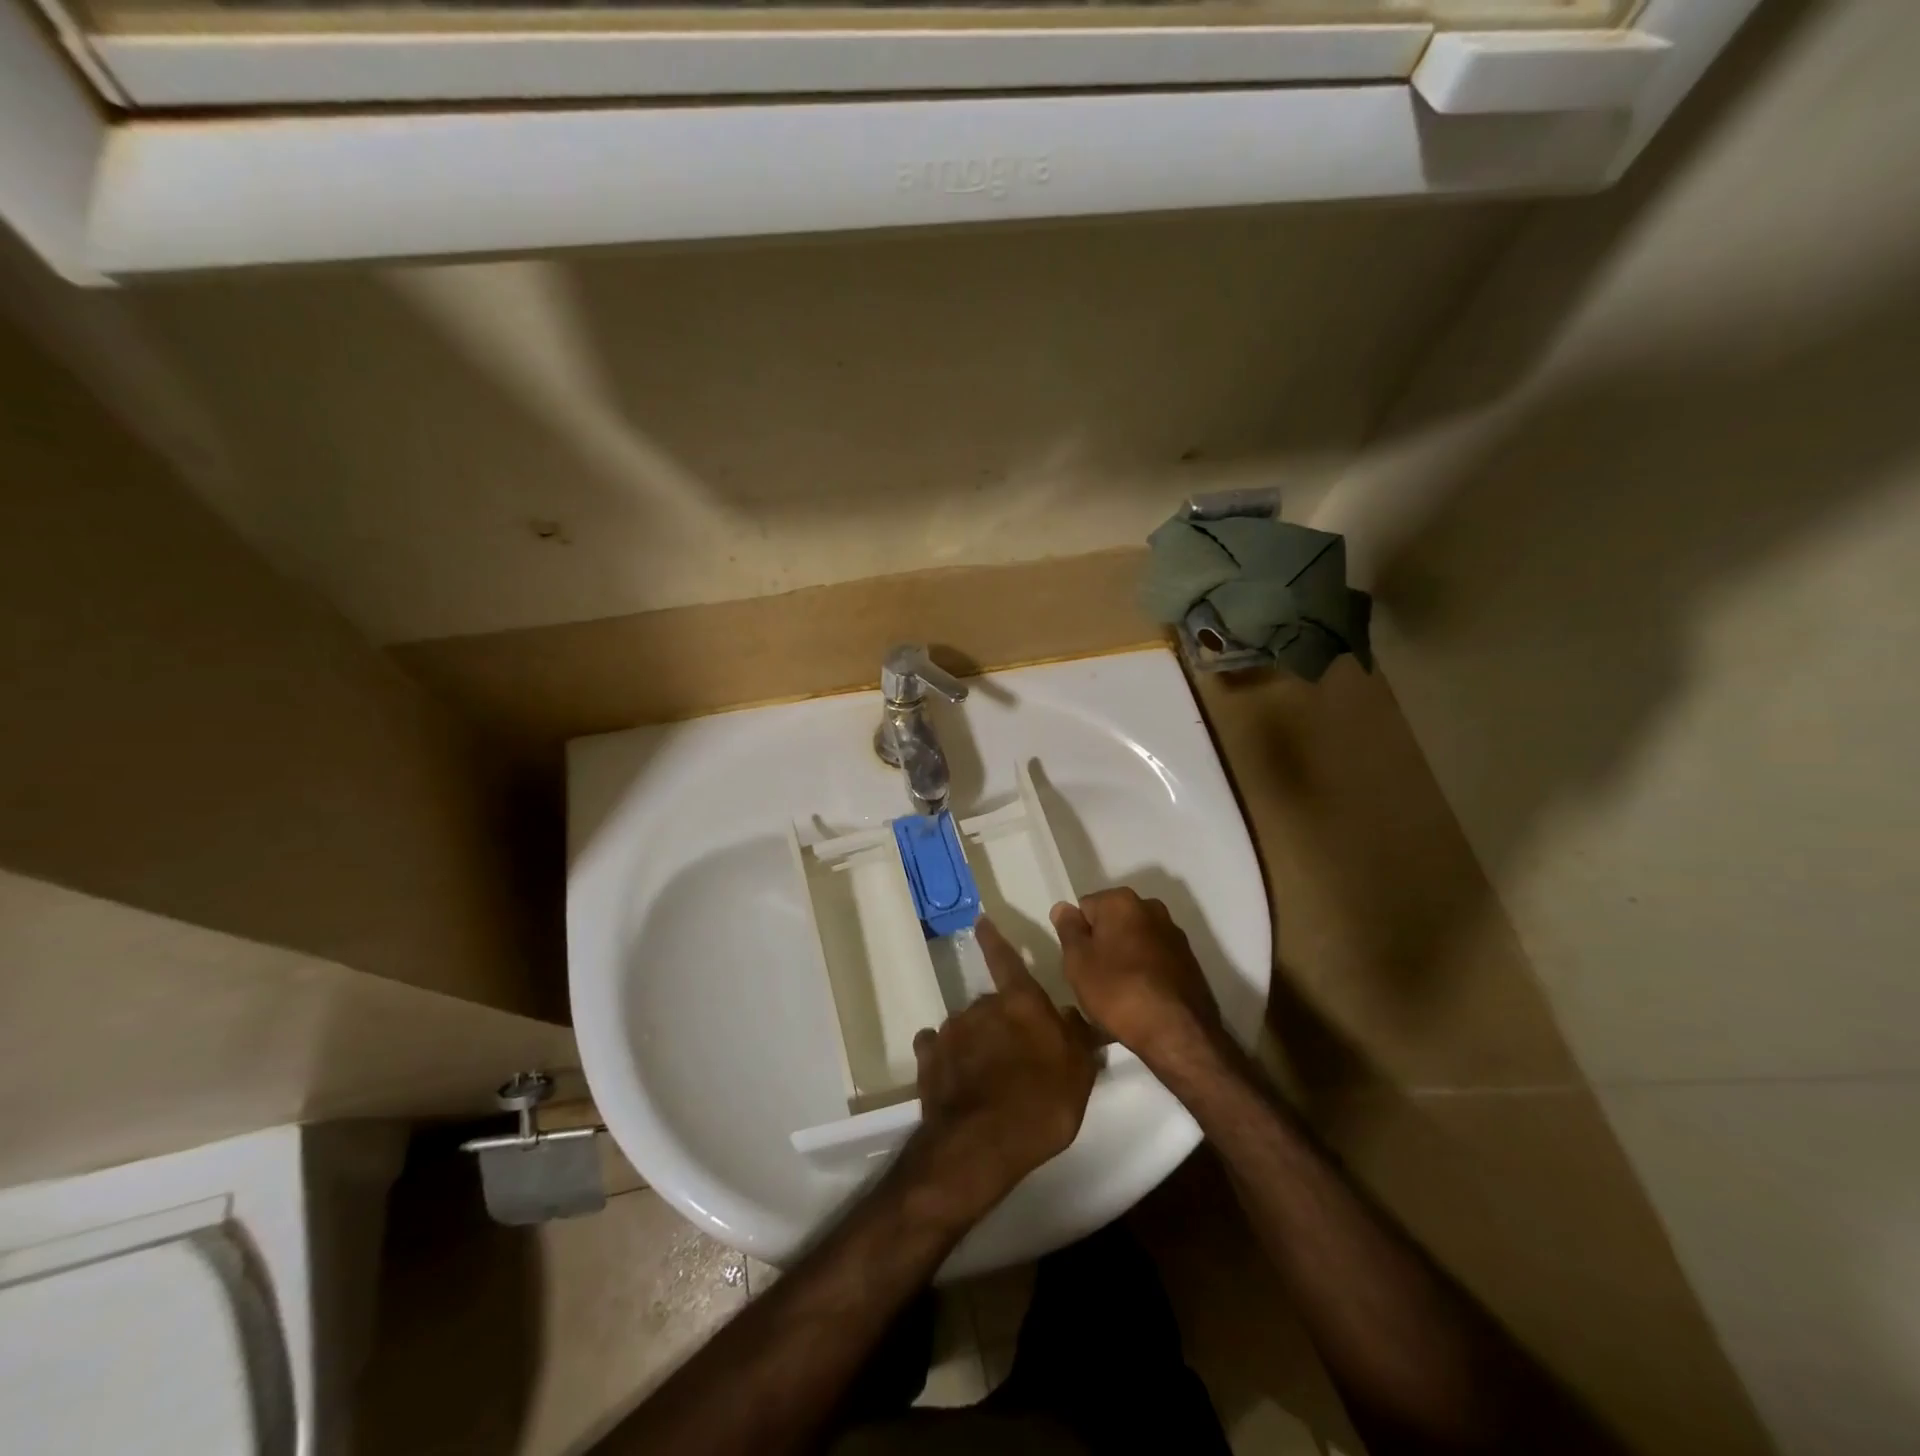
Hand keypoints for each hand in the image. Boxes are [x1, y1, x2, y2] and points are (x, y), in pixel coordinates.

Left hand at [908, 917, 1098, 1218]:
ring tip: (989, 1077)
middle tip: (1017, 1054)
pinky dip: (945, 1058)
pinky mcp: (927, 1060)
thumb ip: (1077, 1037)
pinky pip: (937, 1049)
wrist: (982, 1142)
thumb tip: (1074, 1014)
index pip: (1006, 960)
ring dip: (976, 1042)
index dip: (994, 941)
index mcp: (1020, 1002)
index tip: (981, 921)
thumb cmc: (1043, 1102)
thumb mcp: (1079, 1071)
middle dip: (1002, 1021)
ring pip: (966, 1027)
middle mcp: (982, 1007)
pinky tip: (956, 1078)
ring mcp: (950, 1032)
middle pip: (992, 1004)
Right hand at [1052, 889, 1223, 1070]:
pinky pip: (1154, 960)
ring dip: (1123, 960)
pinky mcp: (1189, 961)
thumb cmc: (1117, 990)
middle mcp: (1151, 908)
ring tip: (1117, 996)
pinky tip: (1140, 1001)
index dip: (1077, 936)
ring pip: (1134, 942)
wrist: (1177, 1031)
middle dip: (1101, 946)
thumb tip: (1064, 907)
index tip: (1078, 964)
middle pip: (1112, 923)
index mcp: (1121, 900)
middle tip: (1093, 980)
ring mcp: (1174, 934)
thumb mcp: (1078, 961)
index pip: (1085, 908)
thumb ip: (1068, 929)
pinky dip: (1144, 973)